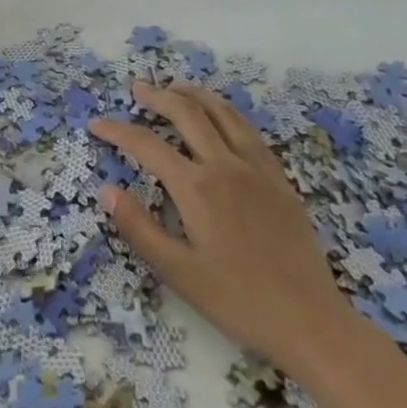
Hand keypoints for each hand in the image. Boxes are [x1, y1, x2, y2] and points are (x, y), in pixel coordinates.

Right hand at [91, 81, 354, 364]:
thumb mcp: (178, 272)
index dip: (118, 131)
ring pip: (223, 114)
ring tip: (176, 87)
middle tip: (137, 89)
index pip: (147, 145)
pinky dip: (228, 113)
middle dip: (158, 97)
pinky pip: (249, 131)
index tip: (97, 124)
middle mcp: (225, 165)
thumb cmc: (238, 301)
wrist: (309, 320)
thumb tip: (106, 190)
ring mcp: (257, 169)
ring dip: (195, 95)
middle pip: (187, 114)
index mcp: (196, 187)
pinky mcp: (279, 179)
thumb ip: (139, 228)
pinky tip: (223, 117)